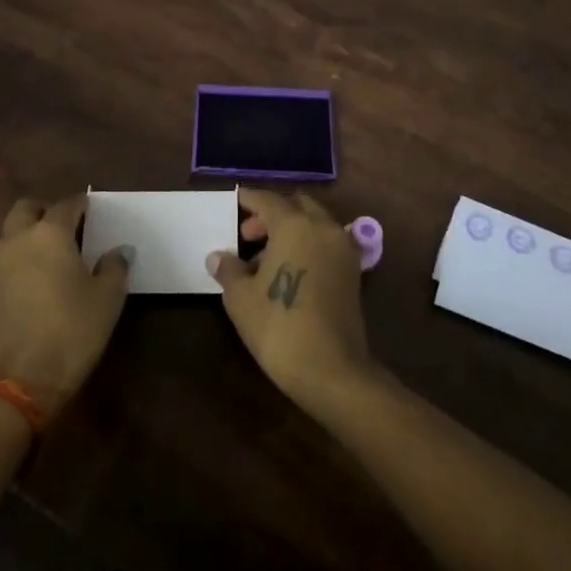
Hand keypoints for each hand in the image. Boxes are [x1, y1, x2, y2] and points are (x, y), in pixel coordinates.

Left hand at [0, 195, 129, 415]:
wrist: (19, 384)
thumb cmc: (71, 332)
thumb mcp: (107, 299)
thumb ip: (115, 267)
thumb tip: (119, 251)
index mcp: (50, 233)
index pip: (67, 204)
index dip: (82, 204)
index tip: (94, 211)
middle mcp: (18, 240)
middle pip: (26, 208)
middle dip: (45, 210)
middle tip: (67, 227)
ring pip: (10, 233)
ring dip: (28, 234)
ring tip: (52, 255)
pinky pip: (4, 260)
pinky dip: (18, 259)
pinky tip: (36, 281)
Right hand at [208, 187, 372, 411]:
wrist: (332, 371)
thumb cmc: (280, 327)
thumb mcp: (241, 298)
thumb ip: (229, 270)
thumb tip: (218, 257)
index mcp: (294, 225)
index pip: (267, 200)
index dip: (248, 199)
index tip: (235, 202)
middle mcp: (322, 228)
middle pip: (295, 206)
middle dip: (271, 215)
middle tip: (248, 236)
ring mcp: (342, 249)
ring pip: (314, 223)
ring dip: (291, 230)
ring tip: (264, 260)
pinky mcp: (353, 271)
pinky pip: (326, 243)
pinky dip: (308, 245)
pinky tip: (289, 272)